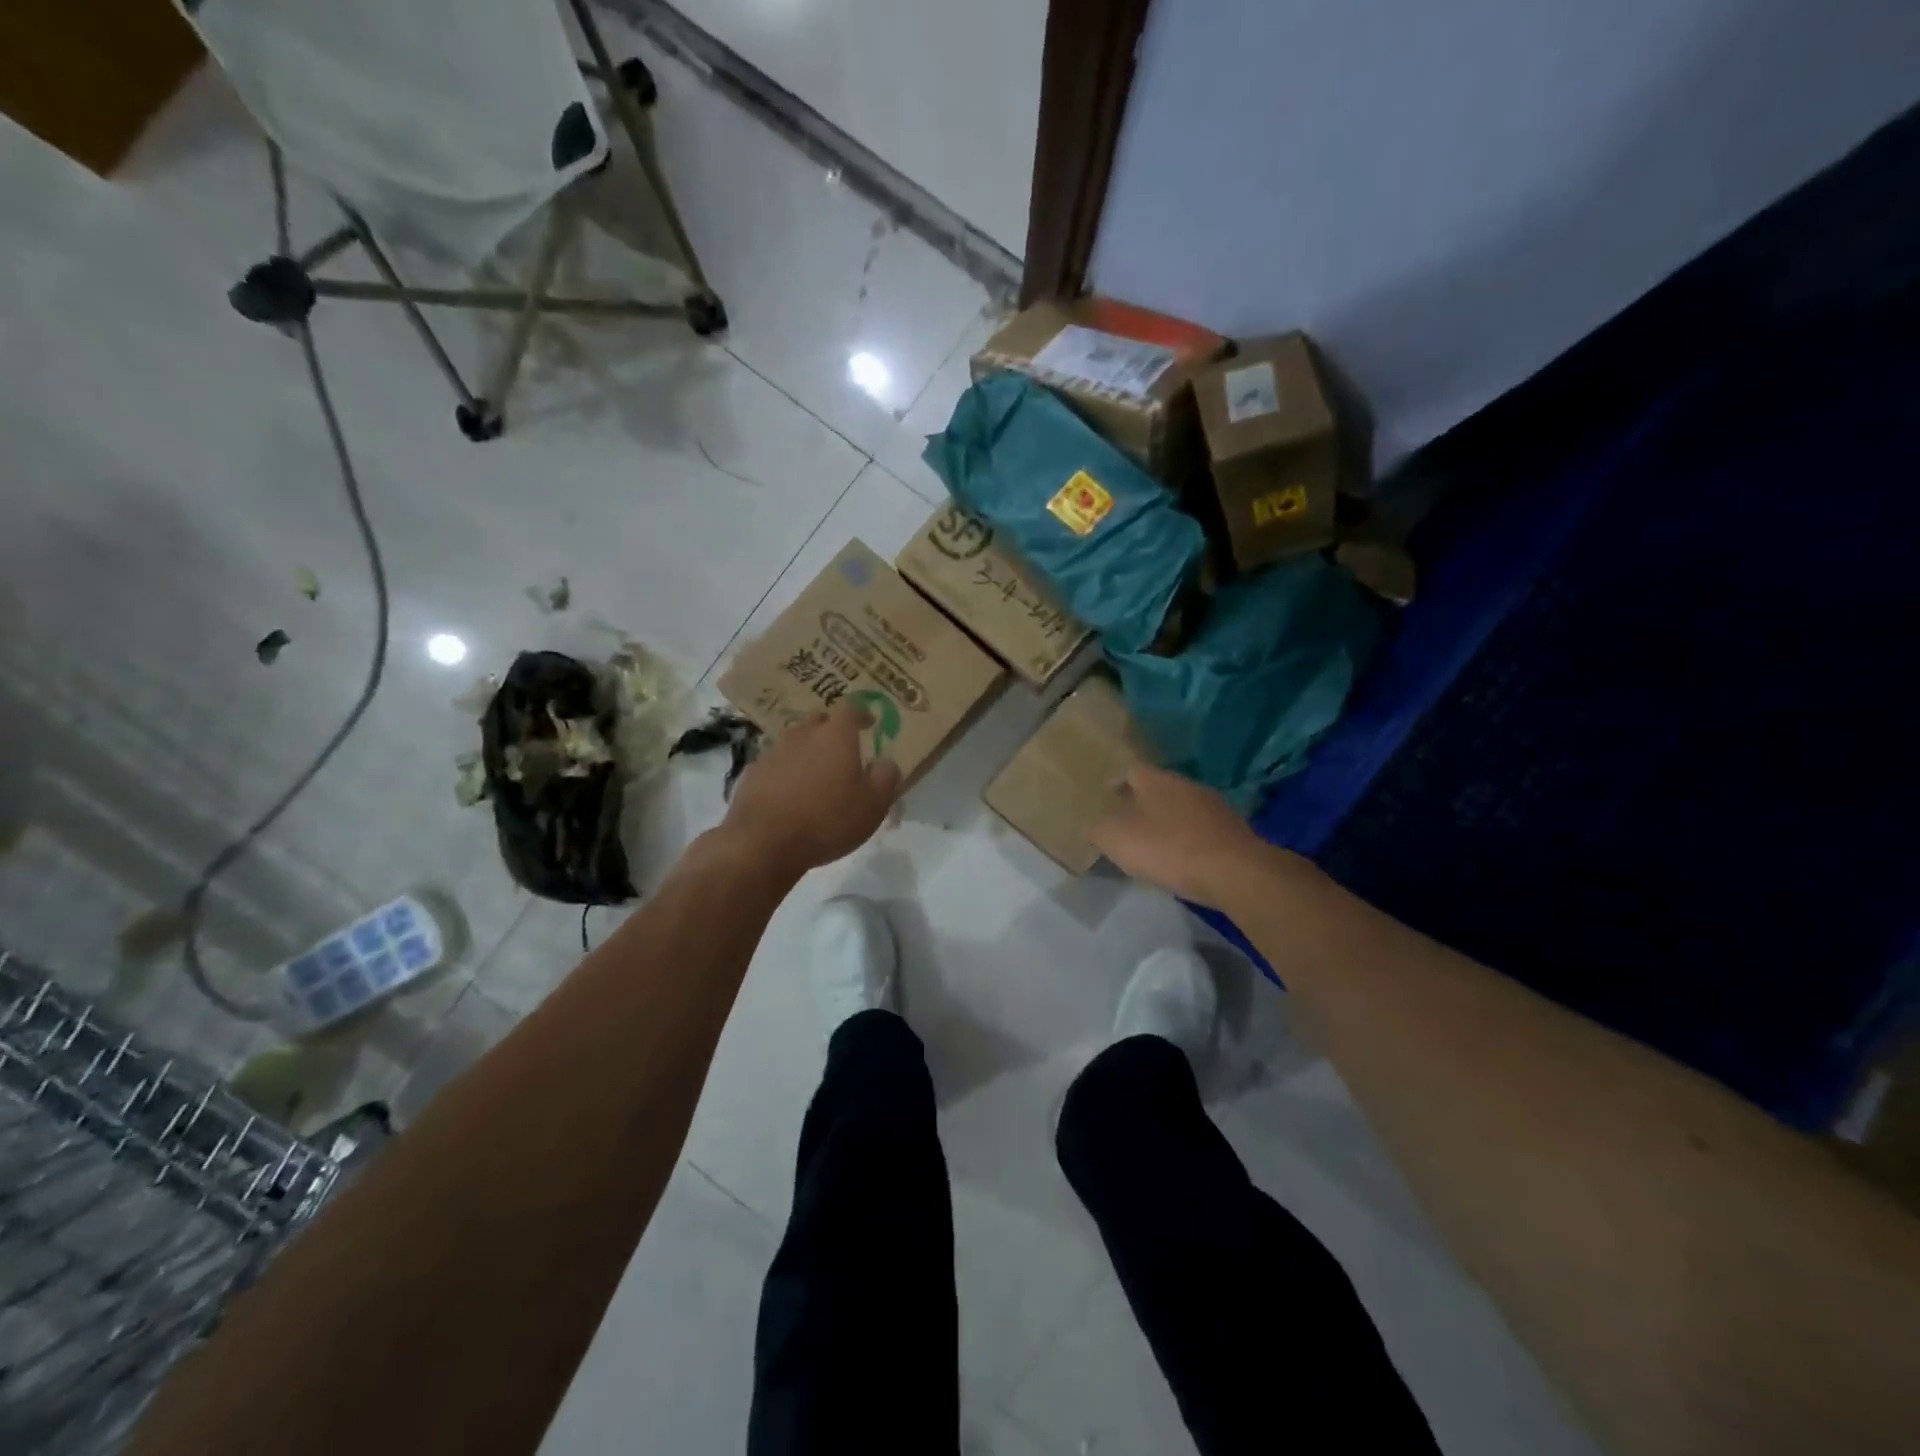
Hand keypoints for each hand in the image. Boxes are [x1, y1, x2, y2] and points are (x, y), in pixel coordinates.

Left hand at [720, 704, 901, 875]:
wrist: (763, 842)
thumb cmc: (827, 820)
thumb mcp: (873, 805)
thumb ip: (886, 778)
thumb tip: (886, 763)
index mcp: (835, 736)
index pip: (850, 710)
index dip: (862, 715)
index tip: (870, 723)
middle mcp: (802, 734)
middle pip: (819, 721)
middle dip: (832, 730)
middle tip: (842, 748)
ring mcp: (773, 751)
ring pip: (795, 742)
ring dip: (807, 751)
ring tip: (816, 773)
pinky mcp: (752, 773)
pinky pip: (775, 764)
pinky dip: (785, 771)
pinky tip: (788, 793)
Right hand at [1091, 763, 1268, 907]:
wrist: (1236, 873)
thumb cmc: (1169, 849)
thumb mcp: (1117, 839)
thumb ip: (1098, 828)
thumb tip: (1092, 823)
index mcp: (1155, 780)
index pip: (1129, 768)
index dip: (1114, 781)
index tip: (1102, 798)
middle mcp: (1185, 784)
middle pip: (1156, 787)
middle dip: (1139, 802)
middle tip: (1123, 822)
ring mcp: (1213, 806)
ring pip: (1180, 807)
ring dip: (1165, 820)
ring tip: (1151, 842)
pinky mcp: (1232, 831)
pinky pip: (1199, 829)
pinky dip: (1187, 839)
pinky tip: (1181, 858)